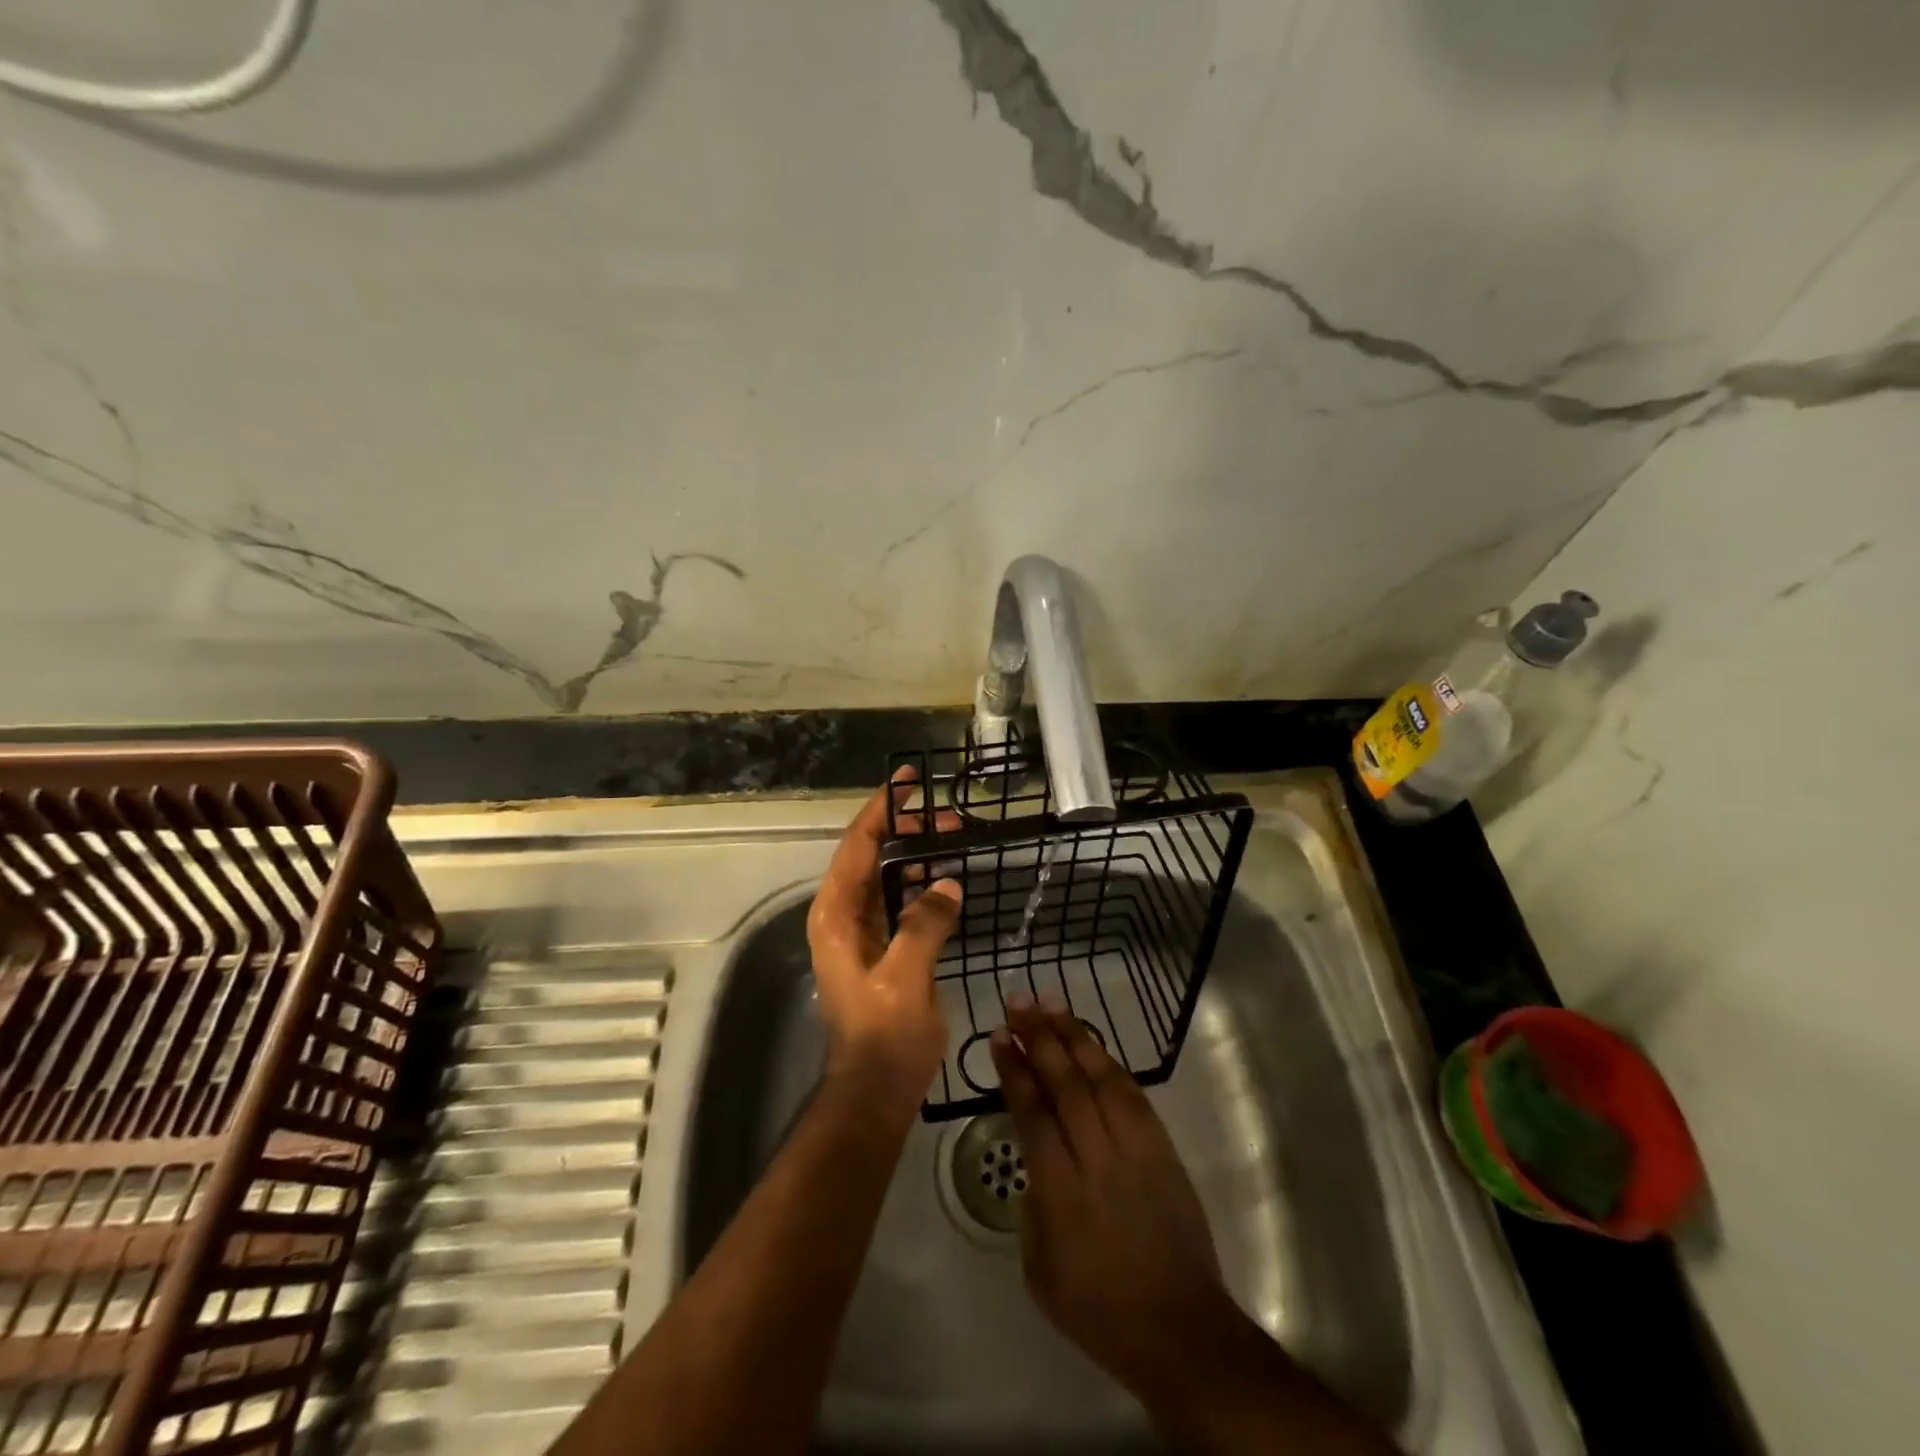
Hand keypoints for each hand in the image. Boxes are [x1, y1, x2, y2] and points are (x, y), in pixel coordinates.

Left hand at [806, 768, 963, 1107]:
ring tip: (954, 837)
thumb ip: (924, 924)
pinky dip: (919, 883)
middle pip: (870, 855)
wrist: (876, 1089)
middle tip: (949, 815)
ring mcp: (860, 932)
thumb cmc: (885, 1034)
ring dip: (915, 854)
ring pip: (885, 876)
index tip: (907, 781)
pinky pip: (897, 901)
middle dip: (906, 830)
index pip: (856, 845)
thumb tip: (946, 882)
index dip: (882, 810)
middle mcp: (842, 915)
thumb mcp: (906, 977)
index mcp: (836, 914)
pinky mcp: (879, 948)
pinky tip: (946, 878)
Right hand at [989, 993, 1226, 1395]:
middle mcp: (1096, 1157)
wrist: (1180, 1330)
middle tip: (1019, 1000)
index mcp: (1060, 1190)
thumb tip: (1036, 1166)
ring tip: (1051, 1002)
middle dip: (1039, 1036)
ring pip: (1100, 1077)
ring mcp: (1135, 1149)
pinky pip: (1133, 1095)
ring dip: (1074, 1036)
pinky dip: (1110, 1064)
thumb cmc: (1100, 1309)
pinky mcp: (1162, 1149)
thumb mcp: (1040, 1270)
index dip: (1014, 1069)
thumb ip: (1032, 1207)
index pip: (1032, 1112)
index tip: (1001, 1035)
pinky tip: (1093, 1044)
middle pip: (1064, 1082)